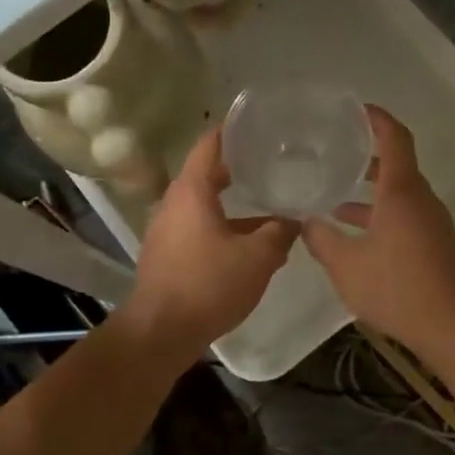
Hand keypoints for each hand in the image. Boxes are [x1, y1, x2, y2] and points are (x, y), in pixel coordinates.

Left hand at [124, 128, 296, 358]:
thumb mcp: (257, 257)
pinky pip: (197, 227)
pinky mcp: (166, 253)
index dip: (231, 130)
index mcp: (192, 191)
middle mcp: (173, 203)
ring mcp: (166, 229)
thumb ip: (279, 232)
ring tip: (266, 202)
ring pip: (203, 204)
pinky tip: (247, 242)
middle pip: (206, 173)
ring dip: (231, 202)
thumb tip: (295, 218)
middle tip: (269, 161)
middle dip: (237, 167)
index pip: (210, 145)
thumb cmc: (208, 284)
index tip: (254, 121)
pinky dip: (221, 225)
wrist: (160, 333)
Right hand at [302, 107, 454, 346]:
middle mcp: (420, 198)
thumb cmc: (397, 288)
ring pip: (398, 192)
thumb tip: (303, 220)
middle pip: (396, 163)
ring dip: (370, 190)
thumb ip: (322, 239)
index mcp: (401, 192)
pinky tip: (354, 232)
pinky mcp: (434, 242)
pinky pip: (404, 213)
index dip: (377, 119)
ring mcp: (430, 221)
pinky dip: (380, 211)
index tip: (356, 109)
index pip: (394, 138)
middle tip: (336, 149)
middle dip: (366, 154)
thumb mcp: (347, 265)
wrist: (452, 327)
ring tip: (334, 194)